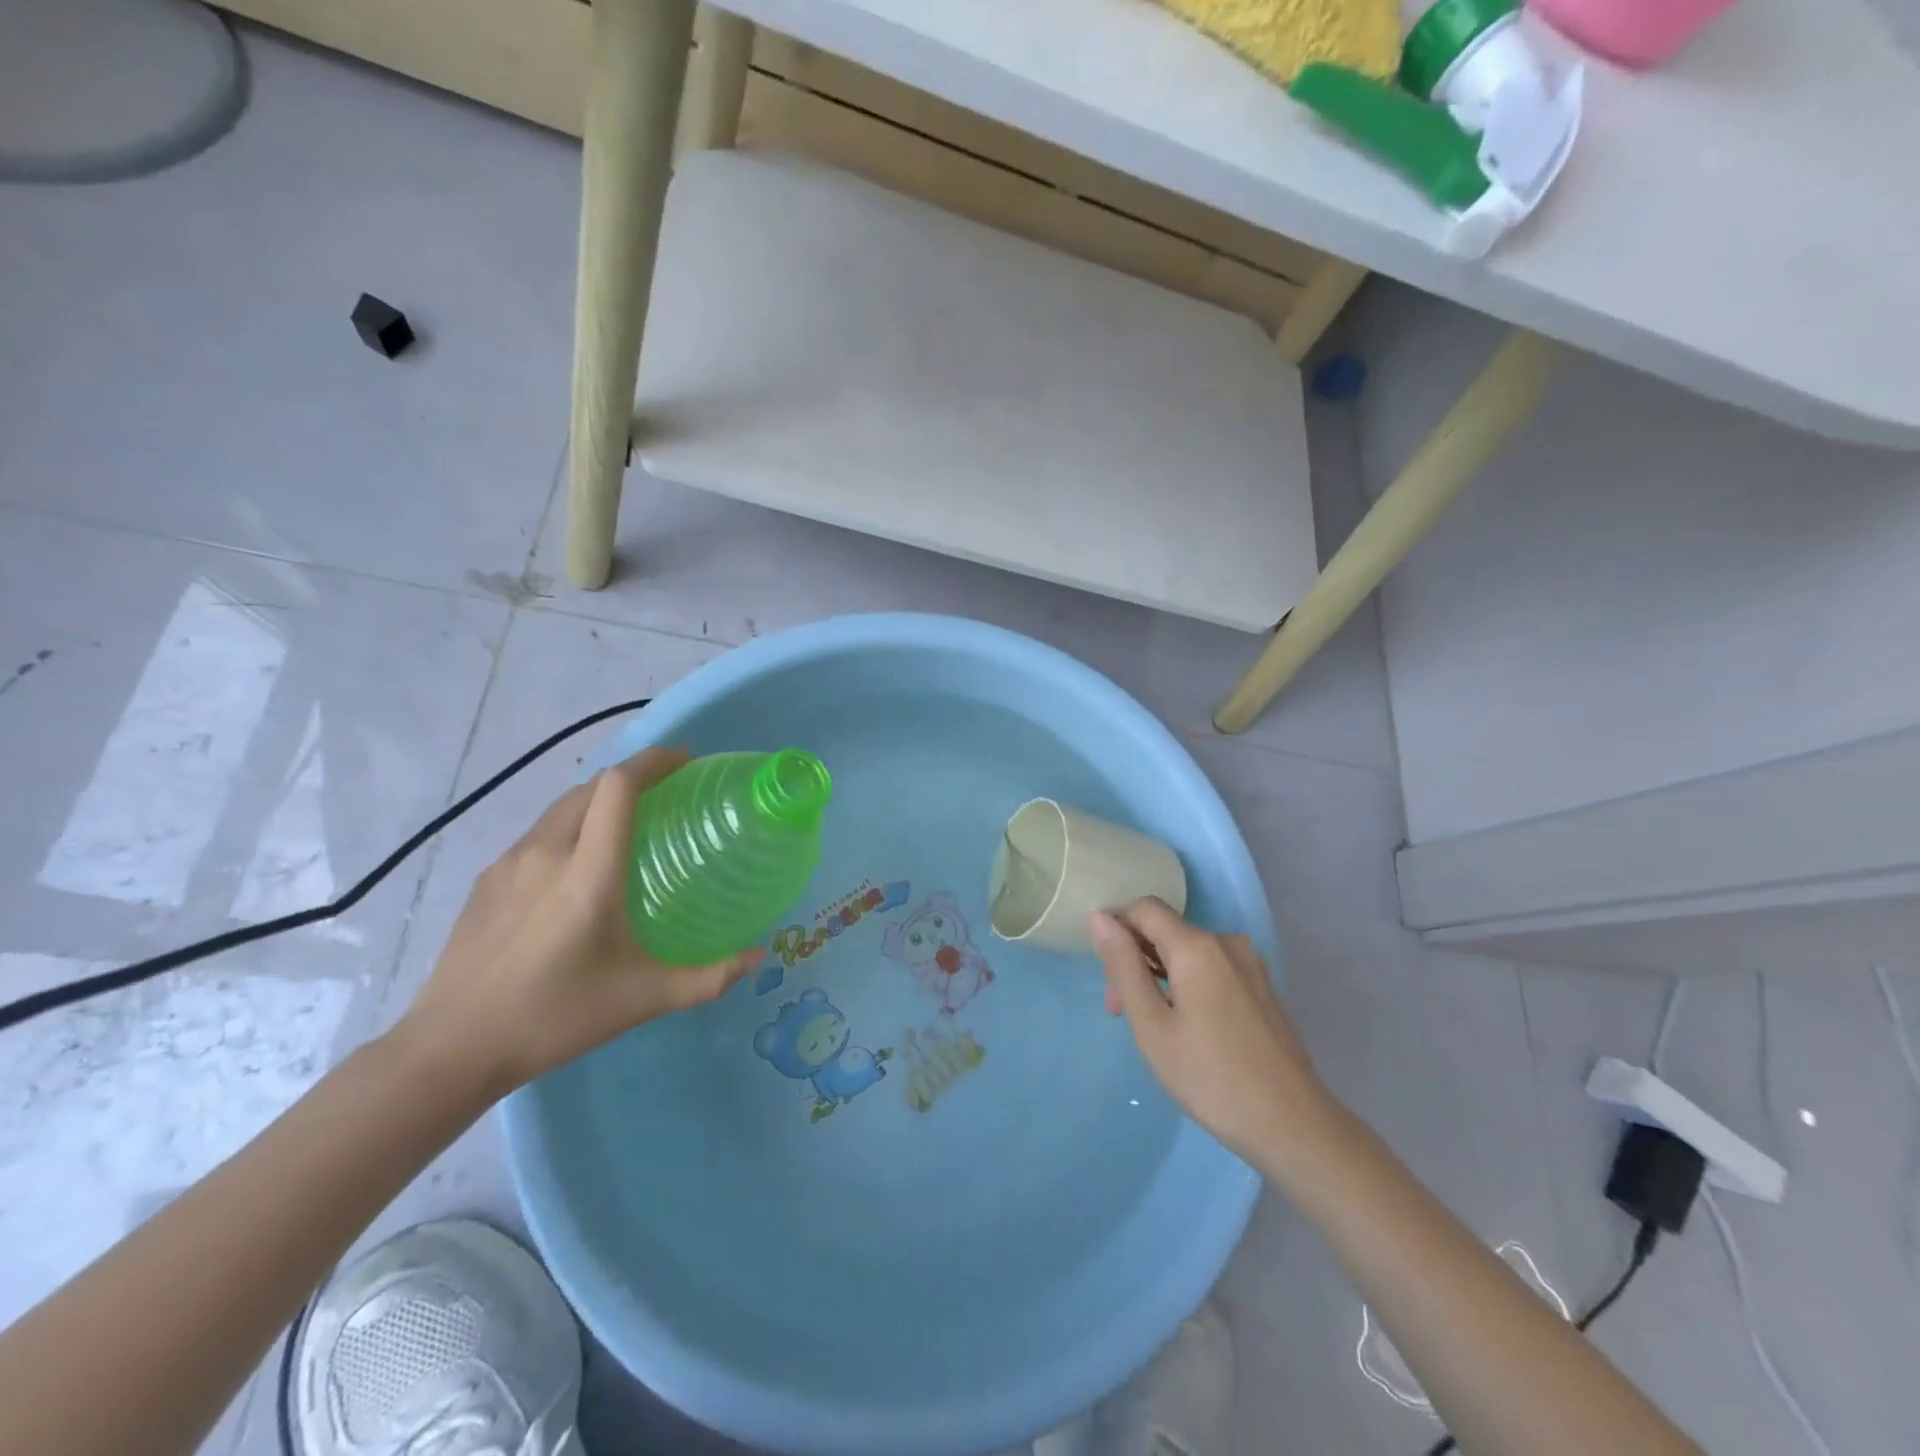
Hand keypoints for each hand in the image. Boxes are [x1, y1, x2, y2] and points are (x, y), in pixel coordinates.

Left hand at [395, 748, 761, 1096]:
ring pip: (560, 808)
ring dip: (597, 802)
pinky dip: (568, 829)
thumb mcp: (643, 999)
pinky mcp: (486, 881)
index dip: (654, 761)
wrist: (450, 1048)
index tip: (686, 762)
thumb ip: (708, 977)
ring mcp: (509, 863)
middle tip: (665, 796)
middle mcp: (547, 852)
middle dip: (631, 778)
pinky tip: (575, 872)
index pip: (618, 786)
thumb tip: (758, 958)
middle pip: (590, 787)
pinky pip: (537, 835)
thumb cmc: (555, 1016)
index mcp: (588, 870)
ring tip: (625, 829)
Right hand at [1091, 898, 1330, 1166]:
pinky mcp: (1262, 987)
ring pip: (1188, 952)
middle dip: (1136, 960)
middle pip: (1166, 931)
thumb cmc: (1210, 1077)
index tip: (1106, 975)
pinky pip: (1212, 969)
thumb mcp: (1151, 1025)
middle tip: (1122, 1014)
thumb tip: (1099, 917)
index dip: (1117, 929)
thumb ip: (1123, 966)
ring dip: (1161, 976)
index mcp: (1197, 946)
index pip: (1143, 908)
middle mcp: (1226, 942)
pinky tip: (1189, 1029)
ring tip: (1155, 1028)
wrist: (1293, 1125)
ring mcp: (1250, 965)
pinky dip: (1189, 986)